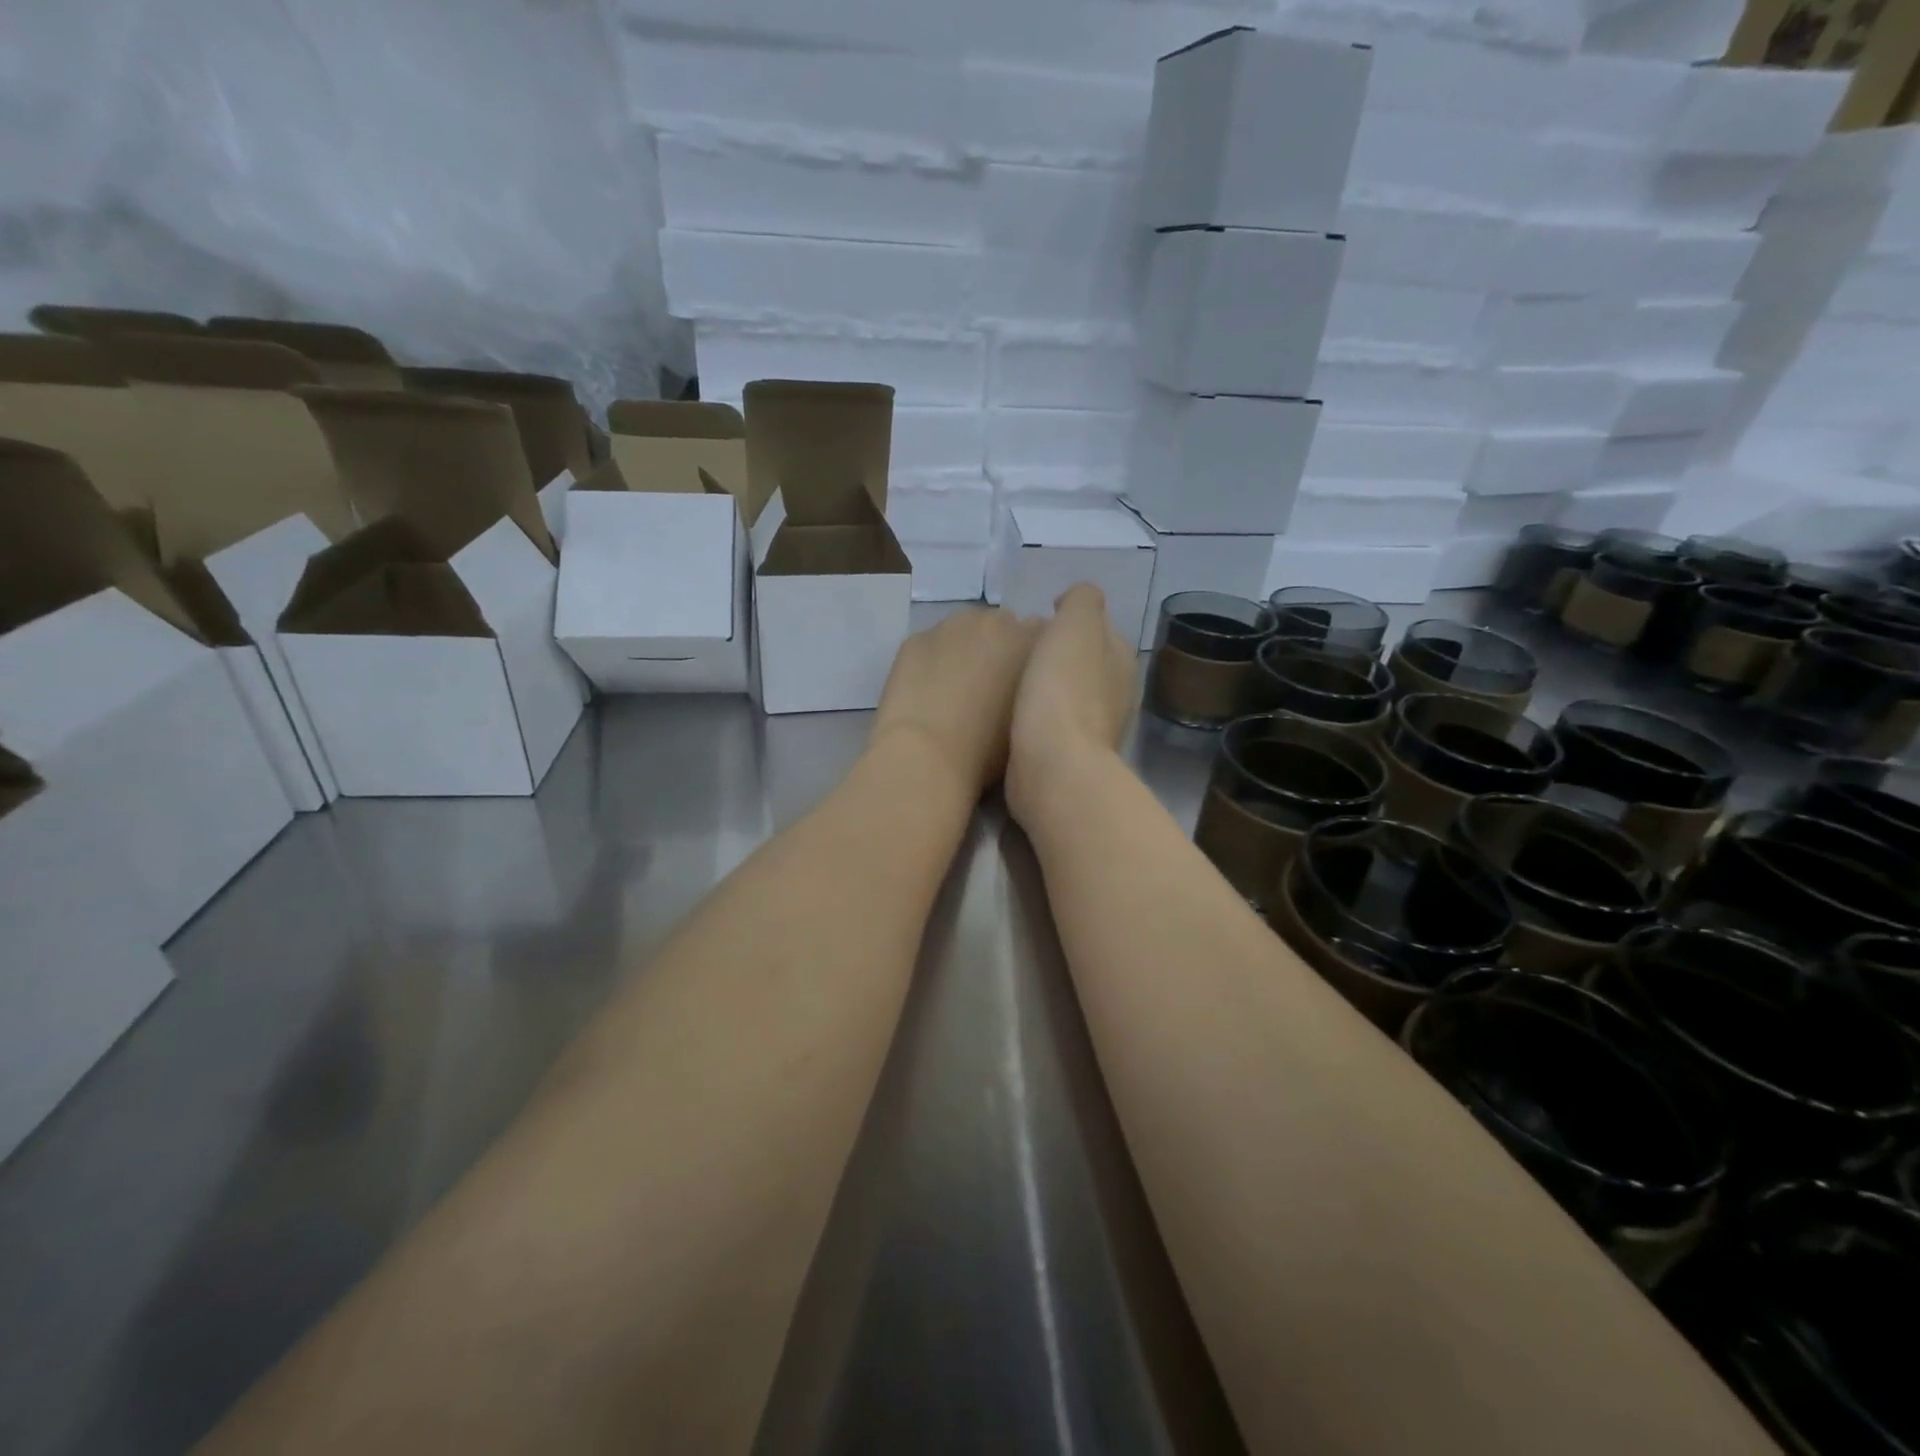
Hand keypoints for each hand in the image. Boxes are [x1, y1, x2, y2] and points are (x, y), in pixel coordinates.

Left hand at [870, 607, 1041, 801]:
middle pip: (1005, 626)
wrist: (926, 757)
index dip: (1035, 659)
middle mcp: (997, 622)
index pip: (1046, 636)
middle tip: (991, 687)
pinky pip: (931, 644)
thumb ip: (1037, 693)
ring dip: (965, 650)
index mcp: (1034, 642)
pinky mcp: (915, 638)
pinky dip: (932, 661)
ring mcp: (952, 625)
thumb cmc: (989, 752)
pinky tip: (926, 692)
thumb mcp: (1032, 723)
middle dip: (1001, 648)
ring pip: (965, 631)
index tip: (1029, 684)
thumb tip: (1028, 688)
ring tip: (956, 689)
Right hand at [1006, 584, 1136, 828]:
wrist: (1053, 765)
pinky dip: (1037, 715)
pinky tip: (1014, 714)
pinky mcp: (1069, 755)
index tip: (1037, 624)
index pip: (1098, 628)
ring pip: (1068, 694)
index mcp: (1121, 658)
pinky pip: (1052, 723)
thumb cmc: (1063, 688)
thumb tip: (1072, 601)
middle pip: (1084, 662)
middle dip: (1057, 656)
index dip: (1069, 622)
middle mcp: (1116, 692)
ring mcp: (1095, 727)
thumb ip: (1081, 600)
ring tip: (1011, 681)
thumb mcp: (1075, 624)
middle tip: (1018, 651)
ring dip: (1046, 686)